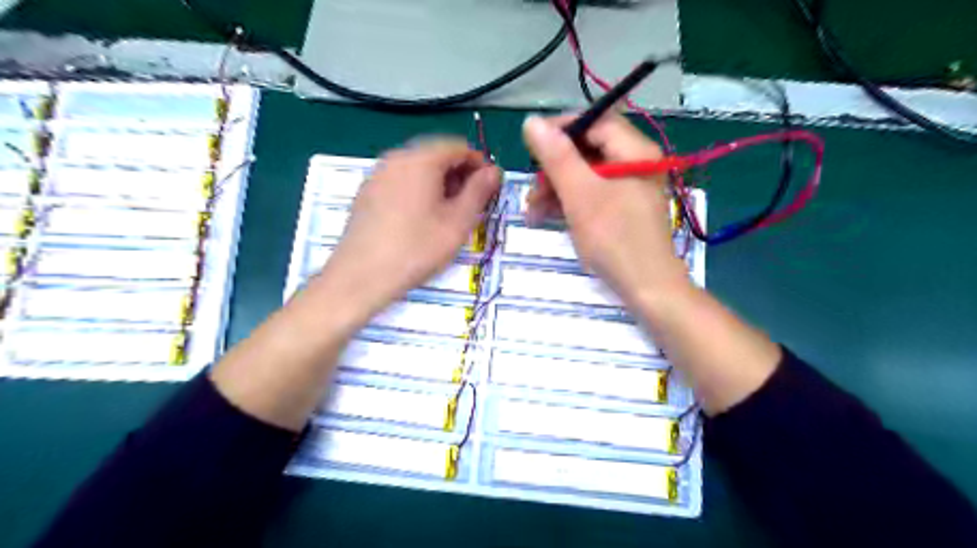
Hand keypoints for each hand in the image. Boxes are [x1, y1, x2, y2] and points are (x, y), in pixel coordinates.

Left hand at [317, 139, 499, 318]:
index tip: (489, 189)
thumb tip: (494, 171)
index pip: (458, 147)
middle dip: (459, 174)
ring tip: (448, 214)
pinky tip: (421, 219)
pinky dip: (418, 190)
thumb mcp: (458, 222)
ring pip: (417, 168)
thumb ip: (479, 191)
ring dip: (439, 183)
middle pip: (436, 155)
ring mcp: (377, 175)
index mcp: (420, 160)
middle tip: (471, 204)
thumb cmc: (416, 249)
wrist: (360, 277)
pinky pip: (400, 181)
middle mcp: (396, 158)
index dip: (479, 164)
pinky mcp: (367, 193)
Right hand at [523, 113, 688, 304]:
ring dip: (556, 189)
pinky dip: (569, 202)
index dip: (560, 130)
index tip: (530, 146)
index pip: (594, 121)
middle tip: (531, 189)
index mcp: (634, 151)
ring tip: (532, 211)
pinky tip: (547, 216)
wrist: (647, 288)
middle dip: (554, 168)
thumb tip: (532, 122)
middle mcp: (635, 163)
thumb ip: (557, 157)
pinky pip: (592, 194)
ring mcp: (629, 187)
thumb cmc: (615, 239)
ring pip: (586, 174)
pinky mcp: (623, 208)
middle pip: (588, 150)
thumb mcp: (580, 195)